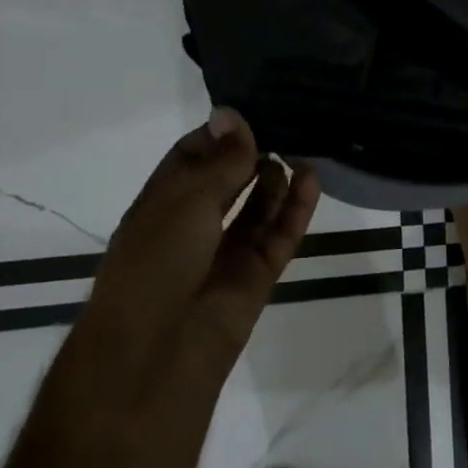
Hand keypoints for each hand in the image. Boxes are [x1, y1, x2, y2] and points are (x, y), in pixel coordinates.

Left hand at [88, 107, 320, 384]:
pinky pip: (279, 235)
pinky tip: (312, 180)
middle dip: (252, 154)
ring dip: (276, 179)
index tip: (251, 111)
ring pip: (257, 208)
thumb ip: (221, 160)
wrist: (155, 355)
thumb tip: (231, 113)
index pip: (191, 157)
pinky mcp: (255, 276)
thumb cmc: (156, 264)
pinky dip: (296, 209)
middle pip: (228, 181)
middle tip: (287, 123)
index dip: (219, 134)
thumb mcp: (186, 200)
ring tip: (301, 149)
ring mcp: (225, 253)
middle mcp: (192, 226)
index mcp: (161, 204)